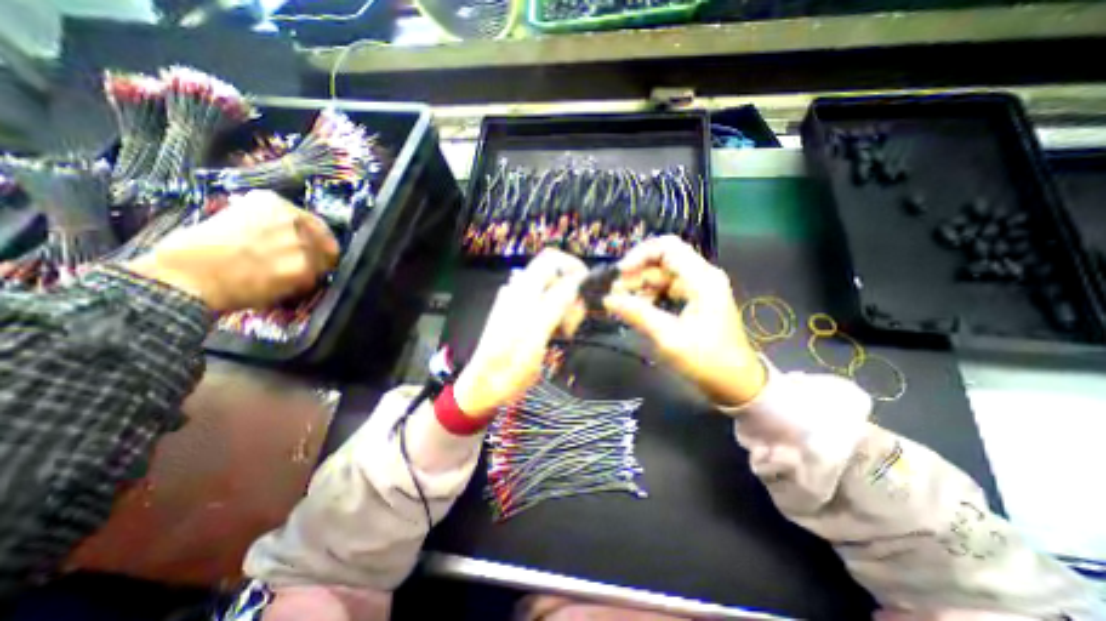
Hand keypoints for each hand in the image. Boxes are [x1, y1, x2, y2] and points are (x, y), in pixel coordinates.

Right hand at [125, 189, 338, 313]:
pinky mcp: (304, 268)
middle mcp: (293, 219)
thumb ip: (265, 222)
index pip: (313, 222)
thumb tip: (284, 232)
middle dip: (317, 254)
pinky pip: (314, 279)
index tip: (310, 246)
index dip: (313, 237)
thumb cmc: (195, 249)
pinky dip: (303, 285)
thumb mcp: (231, 218)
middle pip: (325, 241)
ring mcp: (302, 244)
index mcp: (273, 203)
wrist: (186, 275)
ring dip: (311, 270)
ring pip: (323, 261)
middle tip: (303, 265)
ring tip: (287, 277)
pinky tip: (284, 287)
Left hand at [451, 250, 587, 420]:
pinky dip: (560, 316)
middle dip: (573, 294)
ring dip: (568, 308)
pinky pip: (550, 307)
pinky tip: (559, 334)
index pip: (552, 259)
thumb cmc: (510, 363)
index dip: (574, 267)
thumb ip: (556, 302)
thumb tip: (577, 280)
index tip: (588, 289)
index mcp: (523, 289)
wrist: (487, 385)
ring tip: (566, 332)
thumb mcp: (536, 333)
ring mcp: (523, 304)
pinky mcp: (525, 318)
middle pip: (557, 276)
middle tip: (573, 321)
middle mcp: (522, 290)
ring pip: (556, 293)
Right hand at [602, 235, 764, 409]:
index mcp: (701, 279)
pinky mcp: (694, 300)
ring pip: (661, 275)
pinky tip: (637, 310)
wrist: (735, 383)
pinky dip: (649, 296)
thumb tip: (608, 299)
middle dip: (636, 275)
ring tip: (621, 304)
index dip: (639, 255)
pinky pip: (666, 289)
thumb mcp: (668, 337)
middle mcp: (701, 276)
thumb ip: (637, 314)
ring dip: (640, 287)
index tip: (620, 274)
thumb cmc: (706, 360)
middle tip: (615, 295)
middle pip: (662, 261)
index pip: (667, 247)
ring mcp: (698, 288)